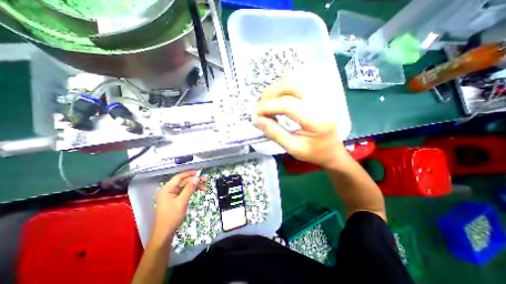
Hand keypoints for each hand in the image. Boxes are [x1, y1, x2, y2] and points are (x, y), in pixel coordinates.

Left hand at [155, 170, 209, 242]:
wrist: (165, 233)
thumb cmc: (172, 217)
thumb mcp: (182, 202)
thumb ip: (189, 188)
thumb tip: (197, 178)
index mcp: (167, 189)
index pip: (179, 177)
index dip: (190, 173)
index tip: (200, 172)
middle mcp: (169, 190)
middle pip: (184, 181)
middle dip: (195, 180)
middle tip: (206, 180)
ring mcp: (171, 195)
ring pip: (185, 186)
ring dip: (195, 186)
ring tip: (205, 188)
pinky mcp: (175, 199)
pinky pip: (185, 191)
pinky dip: (192, 191)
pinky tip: (199, 191)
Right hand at [253, 75, 347, 168]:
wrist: (333, 150)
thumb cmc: (314, 153)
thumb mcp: (293, 148)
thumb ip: (274, 133)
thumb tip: (256, 119)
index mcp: (317, 121)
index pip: (288, 105)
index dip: (267, 106)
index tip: (255, 113)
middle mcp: (322, 102)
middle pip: (292, 84)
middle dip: (271, 93)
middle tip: (262, 106)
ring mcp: (323, 94)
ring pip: (297, 77)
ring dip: (278, 86)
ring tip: (269, 100)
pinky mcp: (320, 93)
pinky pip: (301, 79)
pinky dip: (286, 84)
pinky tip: (281, 95)